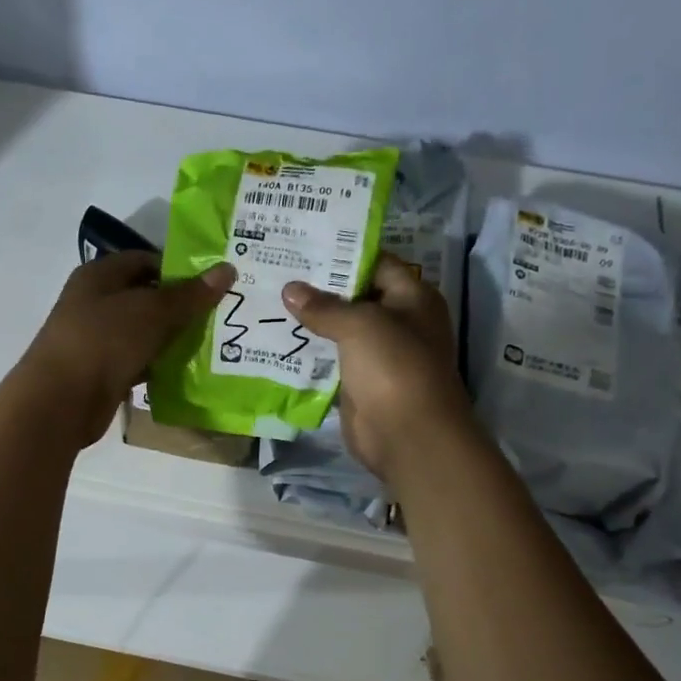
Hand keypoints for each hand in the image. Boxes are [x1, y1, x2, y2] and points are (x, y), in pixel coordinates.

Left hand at [10, 251, 235, 449]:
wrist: (61, 401)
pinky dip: (158, 365)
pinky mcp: (101, 371)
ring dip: (171, 338)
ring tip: (211, 344)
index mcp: (99, 275)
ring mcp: (96, 339)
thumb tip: (228, 269)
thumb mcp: (152, 311)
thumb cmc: (104, 341)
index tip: (212, 285)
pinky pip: (137, 361)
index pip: (144, 260)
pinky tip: (185, 372)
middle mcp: (94, 302)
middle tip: (219, 316)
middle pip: (145, 297)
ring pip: (143, 332)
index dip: (178, 269)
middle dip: (180, 306)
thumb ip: (190, 294)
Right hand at [282, 253, 473, 482]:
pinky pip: (330, 359)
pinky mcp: (359, 382)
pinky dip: (308, 351)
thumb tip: (290, 289)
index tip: (302, 245)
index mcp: (412, 297)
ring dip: (310, 320)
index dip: (342, 253)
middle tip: (277, 270)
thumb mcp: (360, 325)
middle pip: (355, 295)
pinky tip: (276, 338)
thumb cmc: (394, 366)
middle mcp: (398, 321)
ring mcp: (378, 354)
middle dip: (318, 287)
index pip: (376, 263)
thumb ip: (324, 306)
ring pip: (339, 329)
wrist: (408, 435)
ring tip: (269, 299)